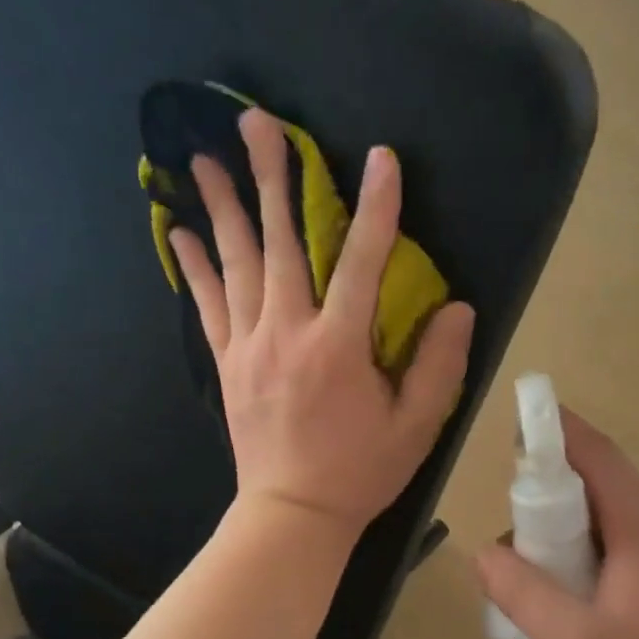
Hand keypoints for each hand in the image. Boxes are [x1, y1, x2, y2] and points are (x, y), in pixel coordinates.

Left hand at [169, 109, 474, 540]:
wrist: (292, 514)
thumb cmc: (360, 473)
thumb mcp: (417, 427)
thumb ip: (440, 365)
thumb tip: (457, 307)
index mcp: (339, 346)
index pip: (363, 262)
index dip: (377, 207)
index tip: (381, 158)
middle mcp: (288, 334)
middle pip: (281, 244)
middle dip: (272, 179)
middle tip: (255, 123)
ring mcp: (250, 347)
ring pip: (236, 265)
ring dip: (223, 209)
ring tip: (204, 160)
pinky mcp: (228, 365)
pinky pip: (208, 307)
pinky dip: (195, 269)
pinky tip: (181, 234)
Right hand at [475, 411, 638, 638]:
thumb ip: (524, 594)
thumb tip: (483, 552)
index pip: (596, 456)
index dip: (556, 431)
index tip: (516, 421)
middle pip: (598, 482)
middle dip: (548, 486)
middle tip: (506, 518)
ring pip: (606, 514)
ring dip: (563, 522)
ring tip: (525, 558)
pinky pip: (618, 541)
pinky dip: (582, 546)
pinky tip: (562, 585)